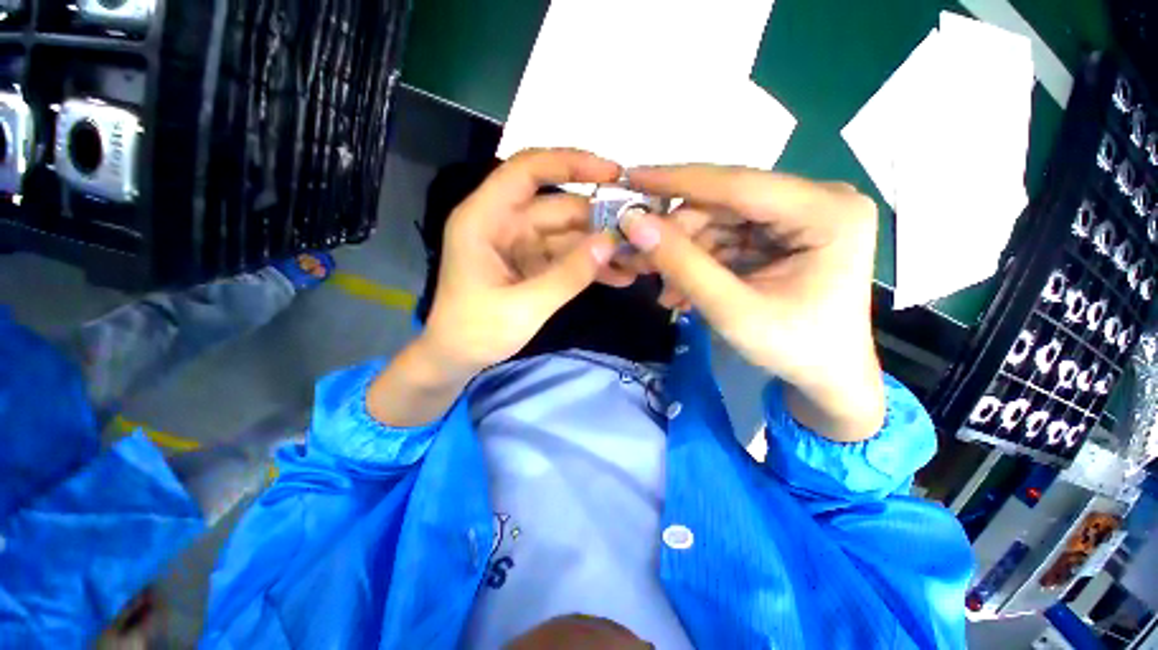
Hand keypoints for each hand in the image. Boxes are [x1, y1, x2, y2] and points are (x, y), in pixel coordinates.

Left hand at [420, 149, 622, 375]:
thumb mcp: (525, 306)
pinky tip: (617, 276)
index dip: (570, 163)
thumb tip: (611, 242)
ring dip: (598, 246)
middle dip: (598, 219)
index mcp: (485, 218)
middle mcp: (503, 223)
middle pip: (557, 207)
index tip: (613, 173)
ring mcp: (519, 245)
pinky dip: (588, 265)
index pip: (528, 171)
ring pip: (567, 233)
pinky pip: (565, 256)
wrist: (457, 359)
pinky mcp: (531, 265)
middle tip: (639, 232)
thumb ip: (569, 274)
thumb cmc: (477, 331)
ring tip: (635, 260)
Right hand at [621, 165, 884, 441]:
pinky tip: (681, 289)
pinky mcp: (783, 233)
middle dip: (677, 233)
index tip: (630, 177)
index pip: (739, 183)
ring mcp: (800, 216)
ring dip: (684, 253)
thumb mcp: (732, 311)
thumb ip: (682, 265)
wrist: (827, 376)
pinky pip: (727, 238)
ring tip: (662, 289)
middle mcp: (818, 200)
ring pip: (719, 221)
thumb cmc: (793, 348)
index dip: (678, 180)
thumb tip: (634, 223)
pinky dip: (699, 262)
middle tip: (638, 259)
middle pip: (726, 203)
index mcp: (827, 212)